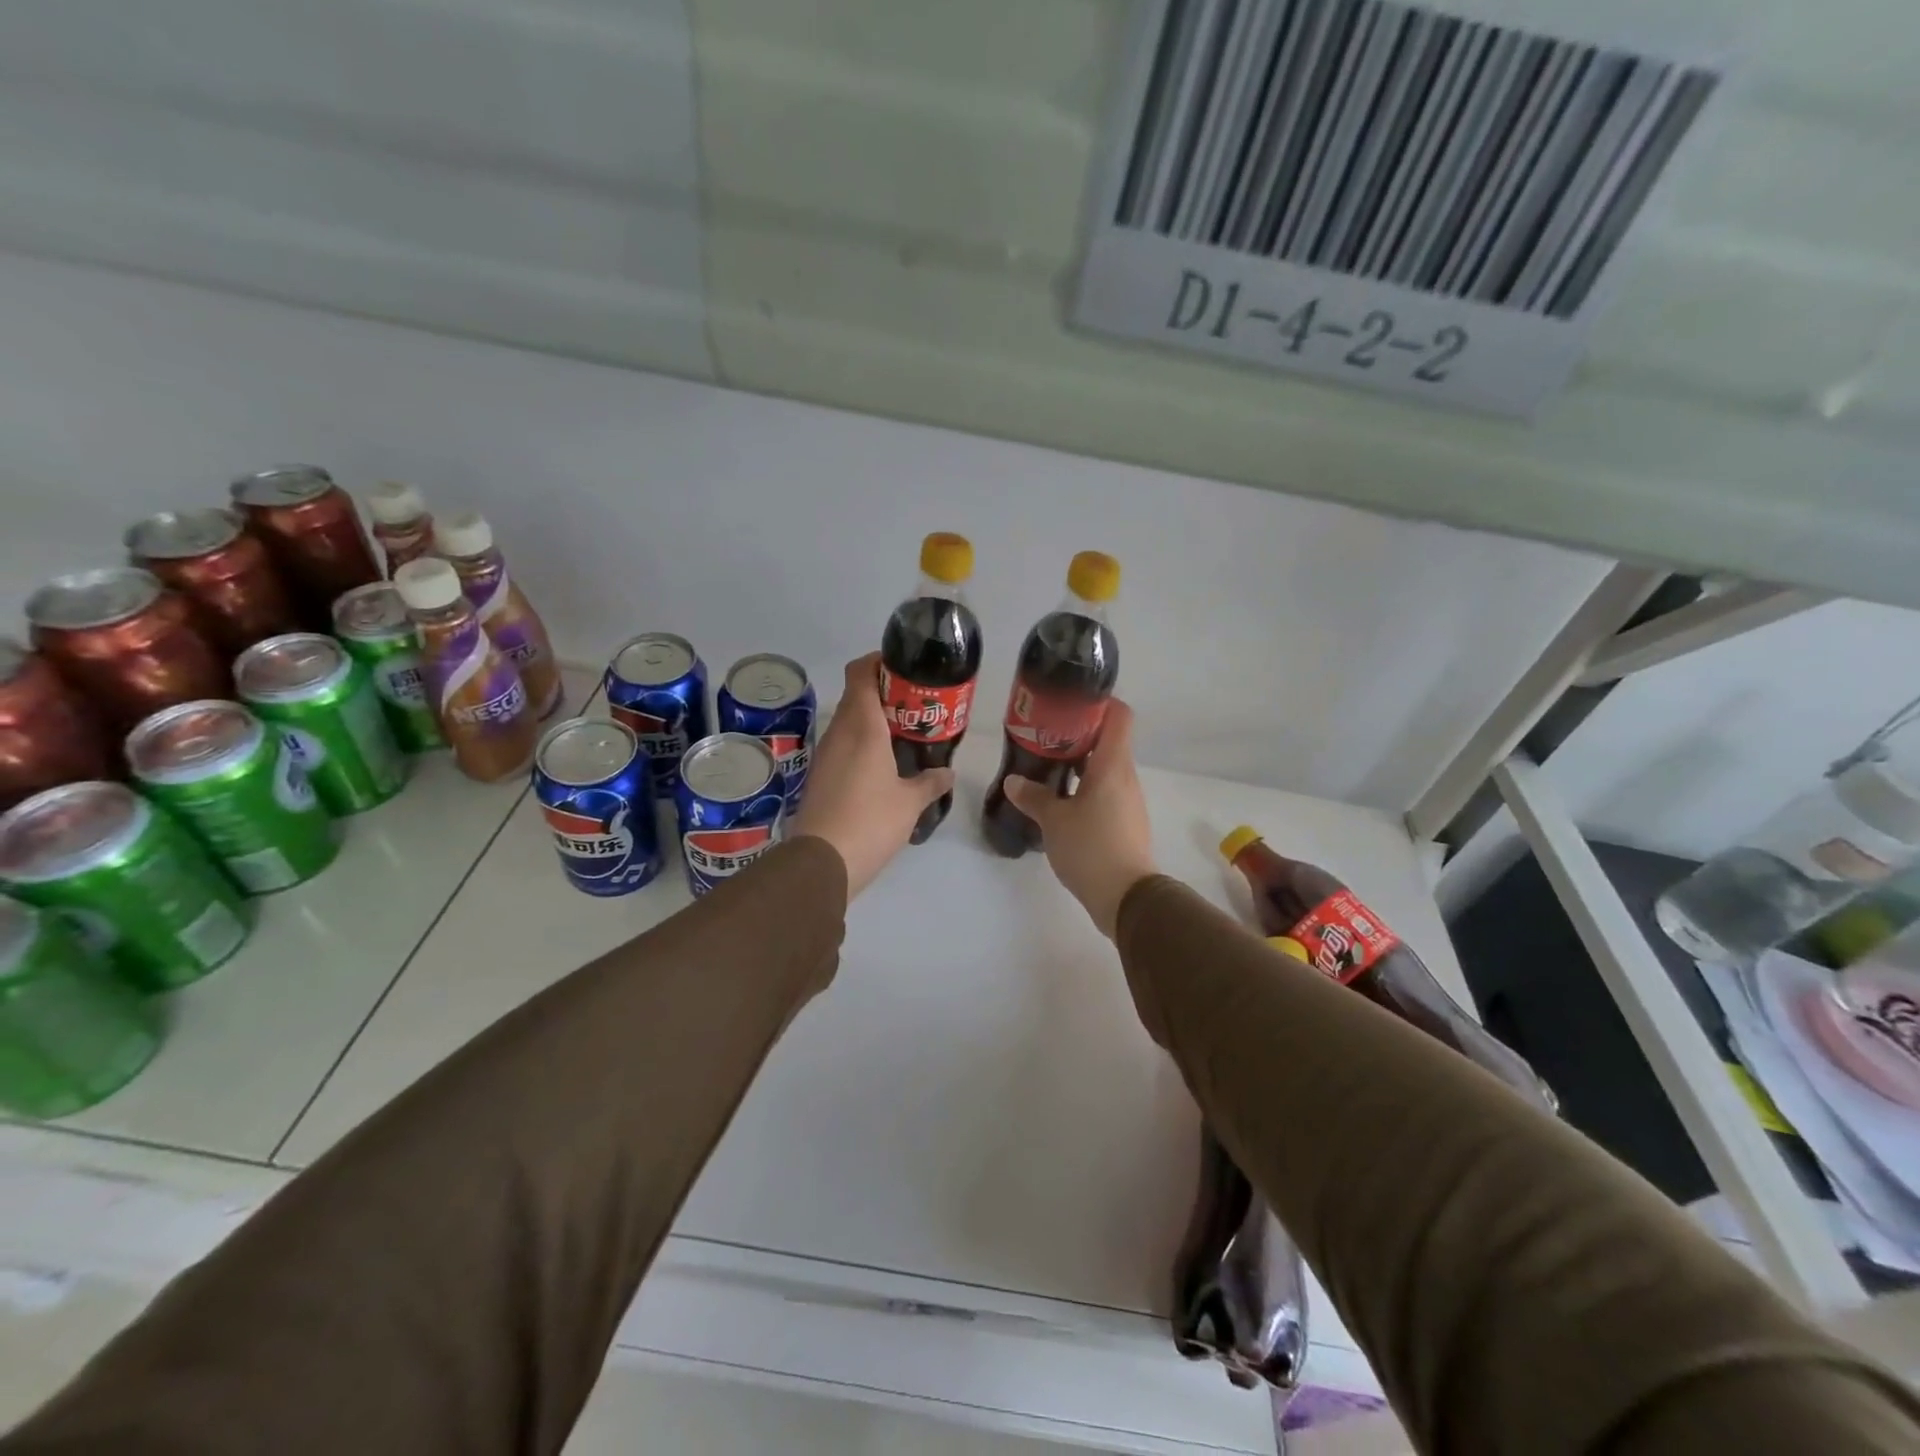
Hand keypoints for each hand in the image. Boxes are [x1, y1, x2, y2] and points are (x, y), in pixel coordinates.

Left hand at [791, 653, 954, 899]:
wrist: (822, 862)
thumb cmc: (870, 821)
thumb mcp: (910, 803)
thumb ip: (930, 783)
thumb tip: (947, 773)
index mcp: (862, 727)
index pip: (861, 673)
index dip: (878, 661)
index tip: (902, 666)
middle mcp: (839, 733)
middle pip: (856, 695)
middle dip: (883, 692)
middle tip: (915, 704)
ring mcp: (825, 754)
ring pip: (848, 721)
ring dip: (871, 719)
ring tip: (903, 732)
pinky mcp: (819, 776)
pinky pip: (842, 745)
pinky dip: (861, 743)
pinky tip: (882, 763)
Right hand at [1003, 700, 1157, 937]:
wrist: (1127, 898)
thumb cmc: (1091, 848)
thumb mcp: (1054, 821)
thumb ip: (1034, 797)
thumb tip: (1014, 782)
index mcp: (1112, 765)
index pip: (1119, 716)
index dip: (1099, 703)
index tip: (1070, 704)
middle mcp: (1125, 776)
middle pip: (1108, 740)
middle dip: (1078, 734)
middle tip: (1045, 736)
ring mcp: (1128, 800)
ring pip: (1105, 768)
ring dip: (1080, 764)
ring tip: (1047, 767)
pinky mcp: (1125, 822)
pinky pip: (1105, 792)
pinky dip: (1085, 788)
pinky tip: (1060, 801)